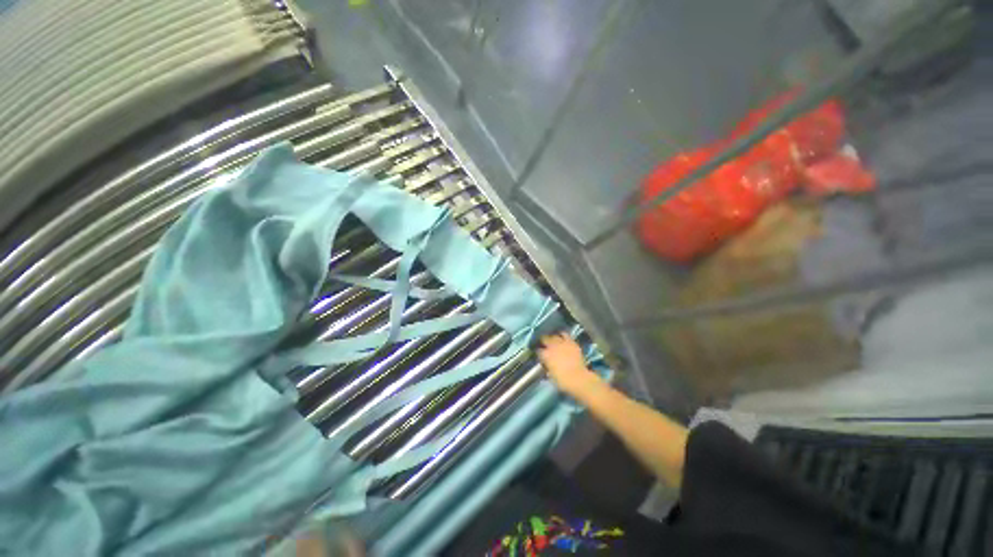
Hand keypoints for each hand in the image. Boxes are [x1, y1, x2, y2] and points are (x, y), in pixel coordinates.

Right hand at [538, 334, 601, 397]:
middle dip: (543, 341)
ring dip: (552, 338)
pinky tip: (562, 337)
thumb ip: (547, 367)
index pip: (538, 350)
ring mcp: (562, 343)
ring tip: (553, 340)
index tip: (539, 354)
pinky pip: (565, 335)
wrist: (578, 378)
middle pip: (544, 339)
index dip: (538, 352)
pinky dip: (562, 335)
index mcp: (545, 355)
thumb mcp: (550, 375)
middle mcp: (552, 346)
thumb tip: (546, 364)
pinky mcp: (571, 342)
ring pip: (554, 336)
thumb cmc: (562, 380)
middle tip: (544, 344)